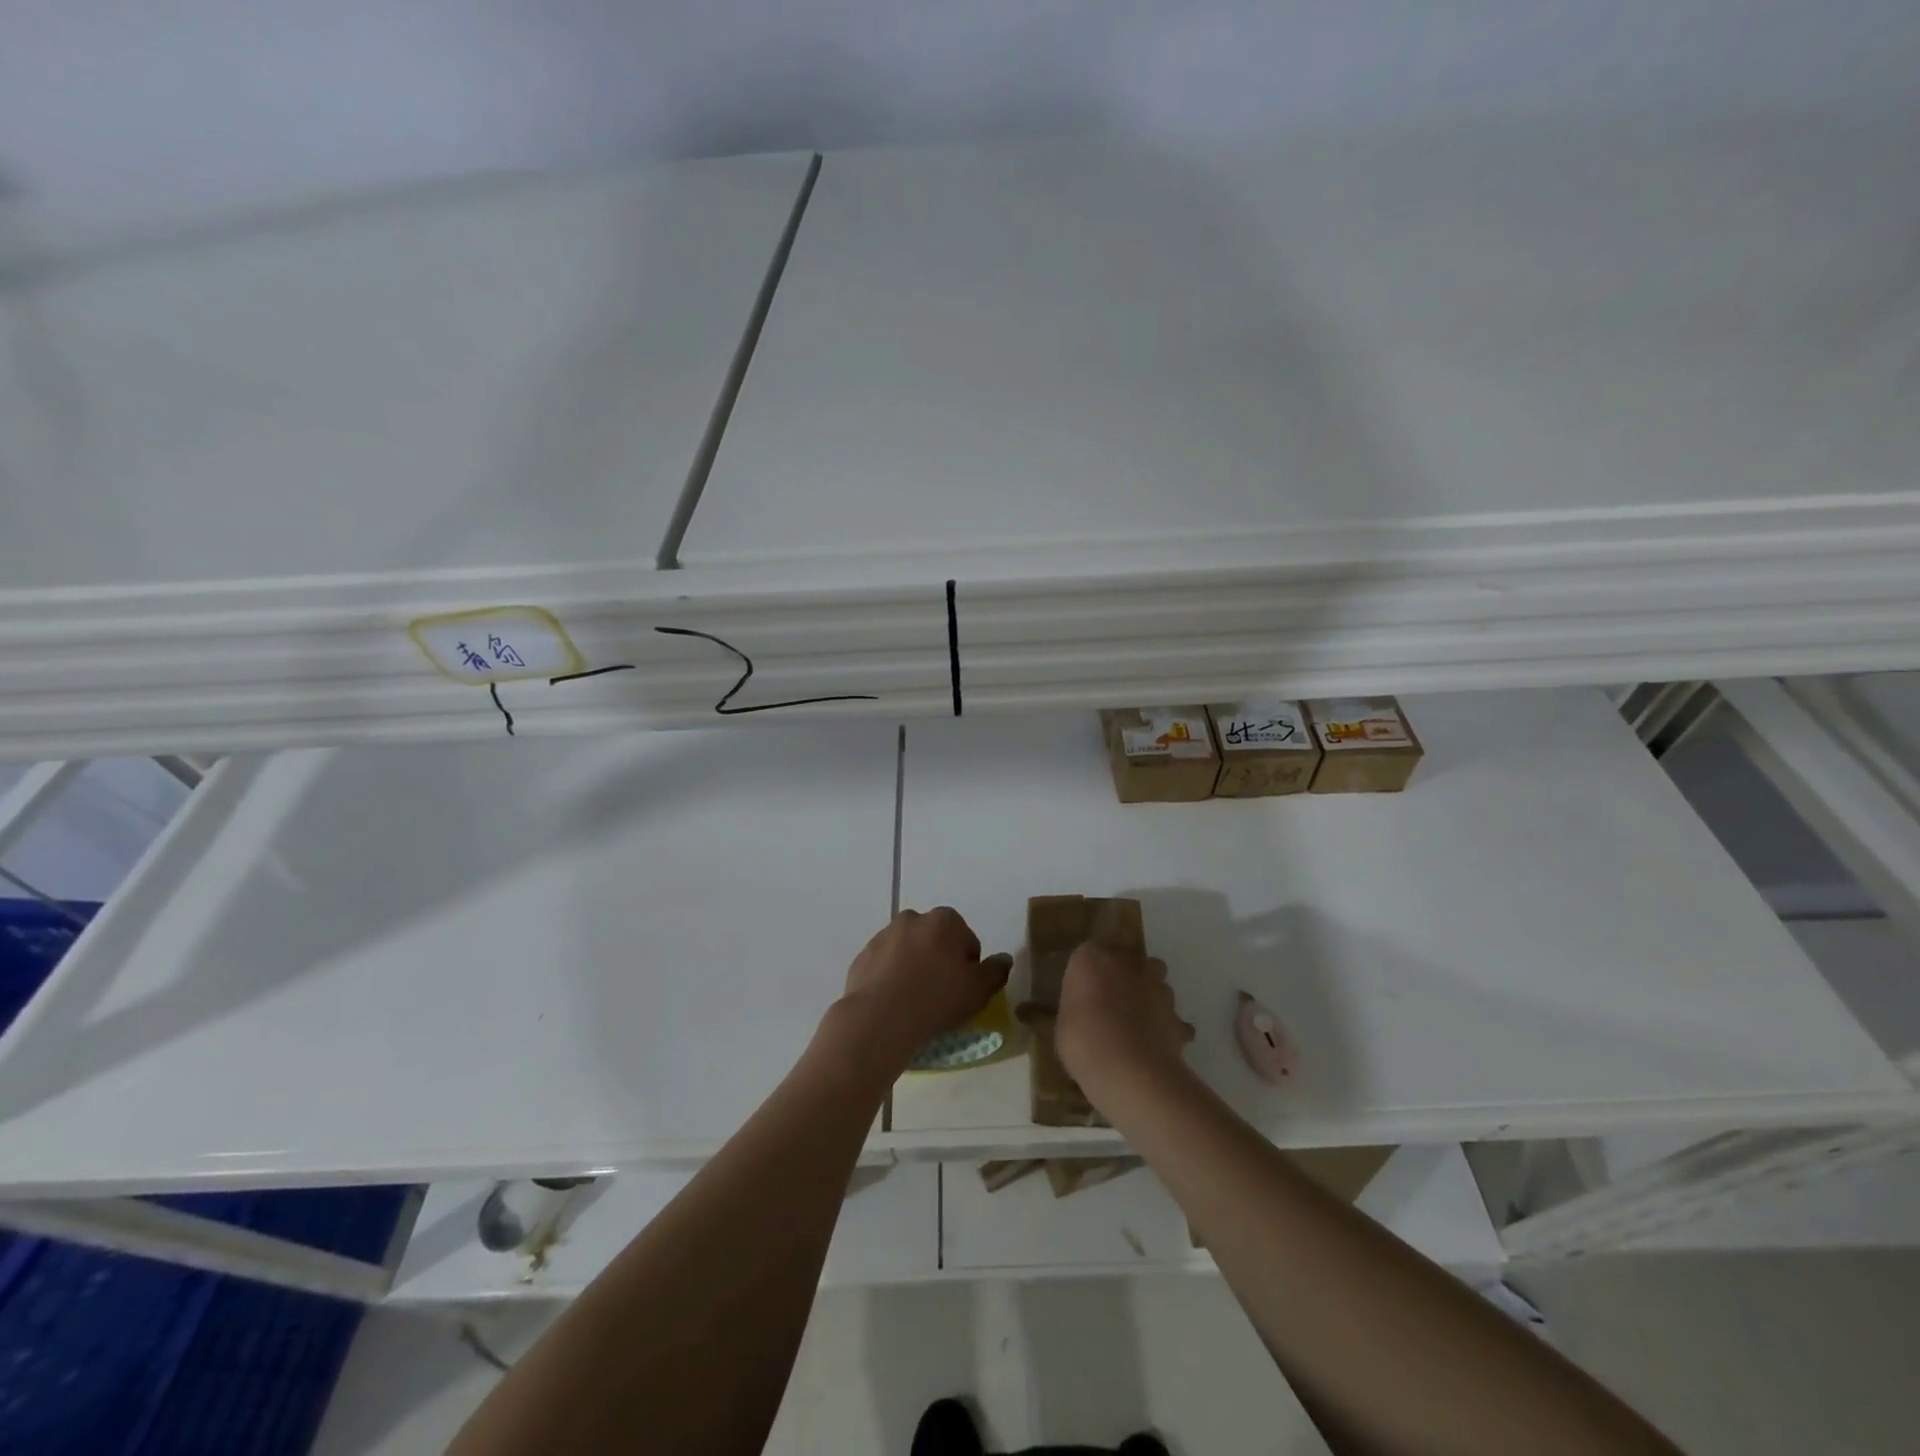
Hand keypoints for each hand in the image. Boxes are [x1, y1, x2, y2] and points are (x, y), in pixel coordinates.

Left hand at [834, 907, 1011, 1071]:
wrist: (880, 1018)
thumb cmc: (937, 999)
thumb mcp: (979, 990)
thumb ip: (995, 971)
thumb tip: (1004, 959)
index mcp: (945, 921)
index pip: (966, 940)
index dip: (968, 966)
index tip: (963, 989)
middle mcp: (913, 918)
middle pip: (935, 940)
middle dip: (939, 960)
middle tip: (940, 994)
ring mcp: (884, 935)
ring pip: (908, 950)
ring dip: (913, 966)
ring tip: (914, 1000)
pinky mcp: (863, 955)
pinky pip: (884, 964)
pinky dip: (890, 976)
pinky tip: (893, 1002)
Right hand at [1054, 939, 1194, 1100]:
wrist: (1128, 1069)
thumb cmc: (1082, 1040)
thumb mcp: (1063, 1024)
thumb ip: (1075, 1008)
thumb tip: (1079, 1013)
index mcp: (1092, 957)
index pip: (1093, 948)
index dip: (1092, 966)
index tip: (1086, 985)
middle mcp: (1128, 962)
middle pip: (1130, 957)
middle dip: (1125, 973)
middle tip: (1111, 998)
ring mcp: (1157, 987)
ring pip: (1156, 980)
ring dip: (1148, 993)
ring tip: (1135, 1020)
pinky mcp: (1176, 1015)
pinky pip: (1172, 1017)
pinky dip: (1167, 1025)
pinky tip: (1156, 1043)